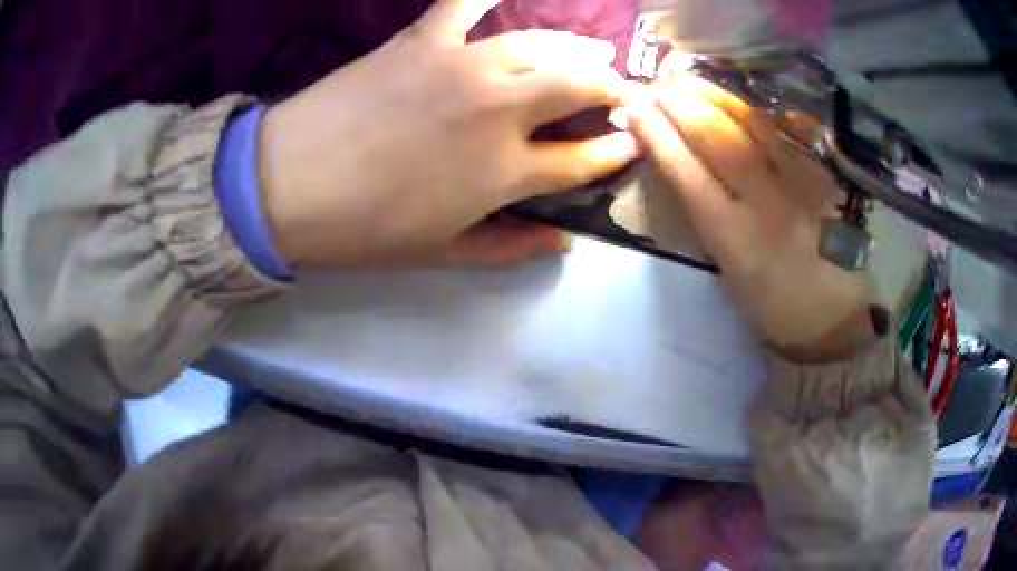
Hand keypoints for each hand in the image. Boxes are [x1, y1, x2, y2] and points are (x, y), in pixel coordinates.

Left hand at [259, 0, 638, 267]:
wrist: (287, 186)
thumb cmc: (364, 229)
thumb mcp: (442, 253)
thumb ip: (509, 248)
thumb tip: (561, 241)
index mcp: (505, 171)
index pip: (585, 159)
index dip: (615, 151)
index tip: (631, 143)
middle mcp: (499, 108)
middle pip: (581, 84)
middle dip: (611, 88)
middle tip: (617, 92)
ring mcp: (462, 64)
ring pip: (543, 42)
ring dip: (577, 47)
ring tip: (591, 50)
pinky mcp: (422, 39)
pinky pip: (465, 1)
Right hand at [626, 74, 874, 358]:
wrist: (836, 316)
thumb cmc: (775, 306)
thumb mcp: (731, 273)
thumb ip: (711, 218)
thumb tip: (685, 166)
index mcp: (735, 240)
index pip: (687, 174)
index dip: (657, 134)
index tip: (633, 106)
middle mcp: (768, 206)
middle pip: (719, 140)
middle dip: (682, 105)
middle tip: (658, 83)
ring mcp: (801, 186)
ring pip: (755, 125)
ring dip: (718, 96)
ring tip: (693, 79)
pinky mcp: (825, 177)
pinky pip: (789, 130)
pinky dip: (760, 109)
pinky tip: (741, 95)